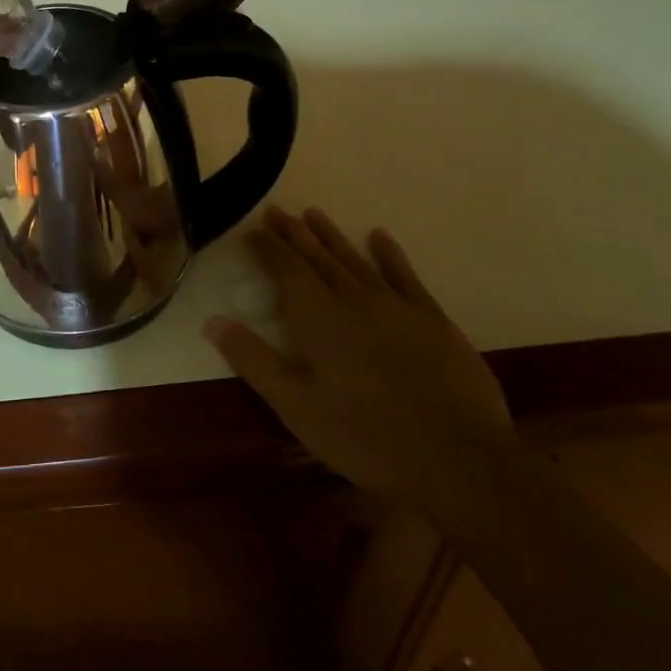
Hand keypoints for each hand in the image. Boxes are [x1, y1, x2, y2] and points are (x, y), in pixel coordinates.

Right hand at [207, 207, 514, 501]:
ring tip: (313, 214)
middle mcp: (353, 299)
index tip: (251, 230)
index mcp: (318, 318)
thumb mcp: (296, 406)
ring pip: (355, 260)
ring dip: (332, 236)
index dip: (267, 248)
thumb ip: (253, 360)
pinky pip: (404, 275)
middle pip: (317, 257)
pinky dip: (389, 254)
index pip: (285, 270)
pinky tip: (379, 236)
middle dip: (293, 234)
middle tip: (276, 210)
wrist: (458, 459)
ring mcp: (396, 306)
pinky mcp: (432, 319)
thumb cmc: (365, 437)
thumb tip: (212, 321)